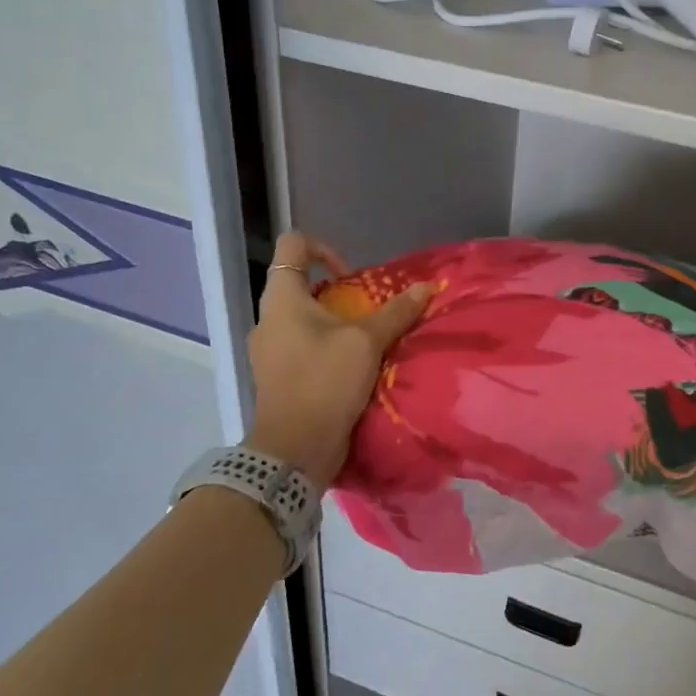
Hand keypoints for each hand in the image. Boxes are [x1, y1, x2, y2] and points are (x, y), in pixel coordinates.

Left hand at [245, 232, 432, 489]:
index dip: (325, 248)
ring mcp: (269, 349)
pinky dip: (327, 347)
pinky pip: (303, 347)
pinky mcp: (277, 375)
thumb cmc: (325, 382)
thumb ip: (396, 312)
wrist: (294, 449)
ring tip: (366, 341)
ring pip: (303, 319)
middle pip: (302, 284)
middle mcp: (268, 318)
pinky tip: (353, 368)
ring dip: (335, 322)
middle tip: (368, 311)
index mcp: (282, 298)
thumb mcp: (367, 343)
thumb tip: (426, 287)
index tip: (353, 276)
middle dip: (339, 292)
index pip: (292, 245)